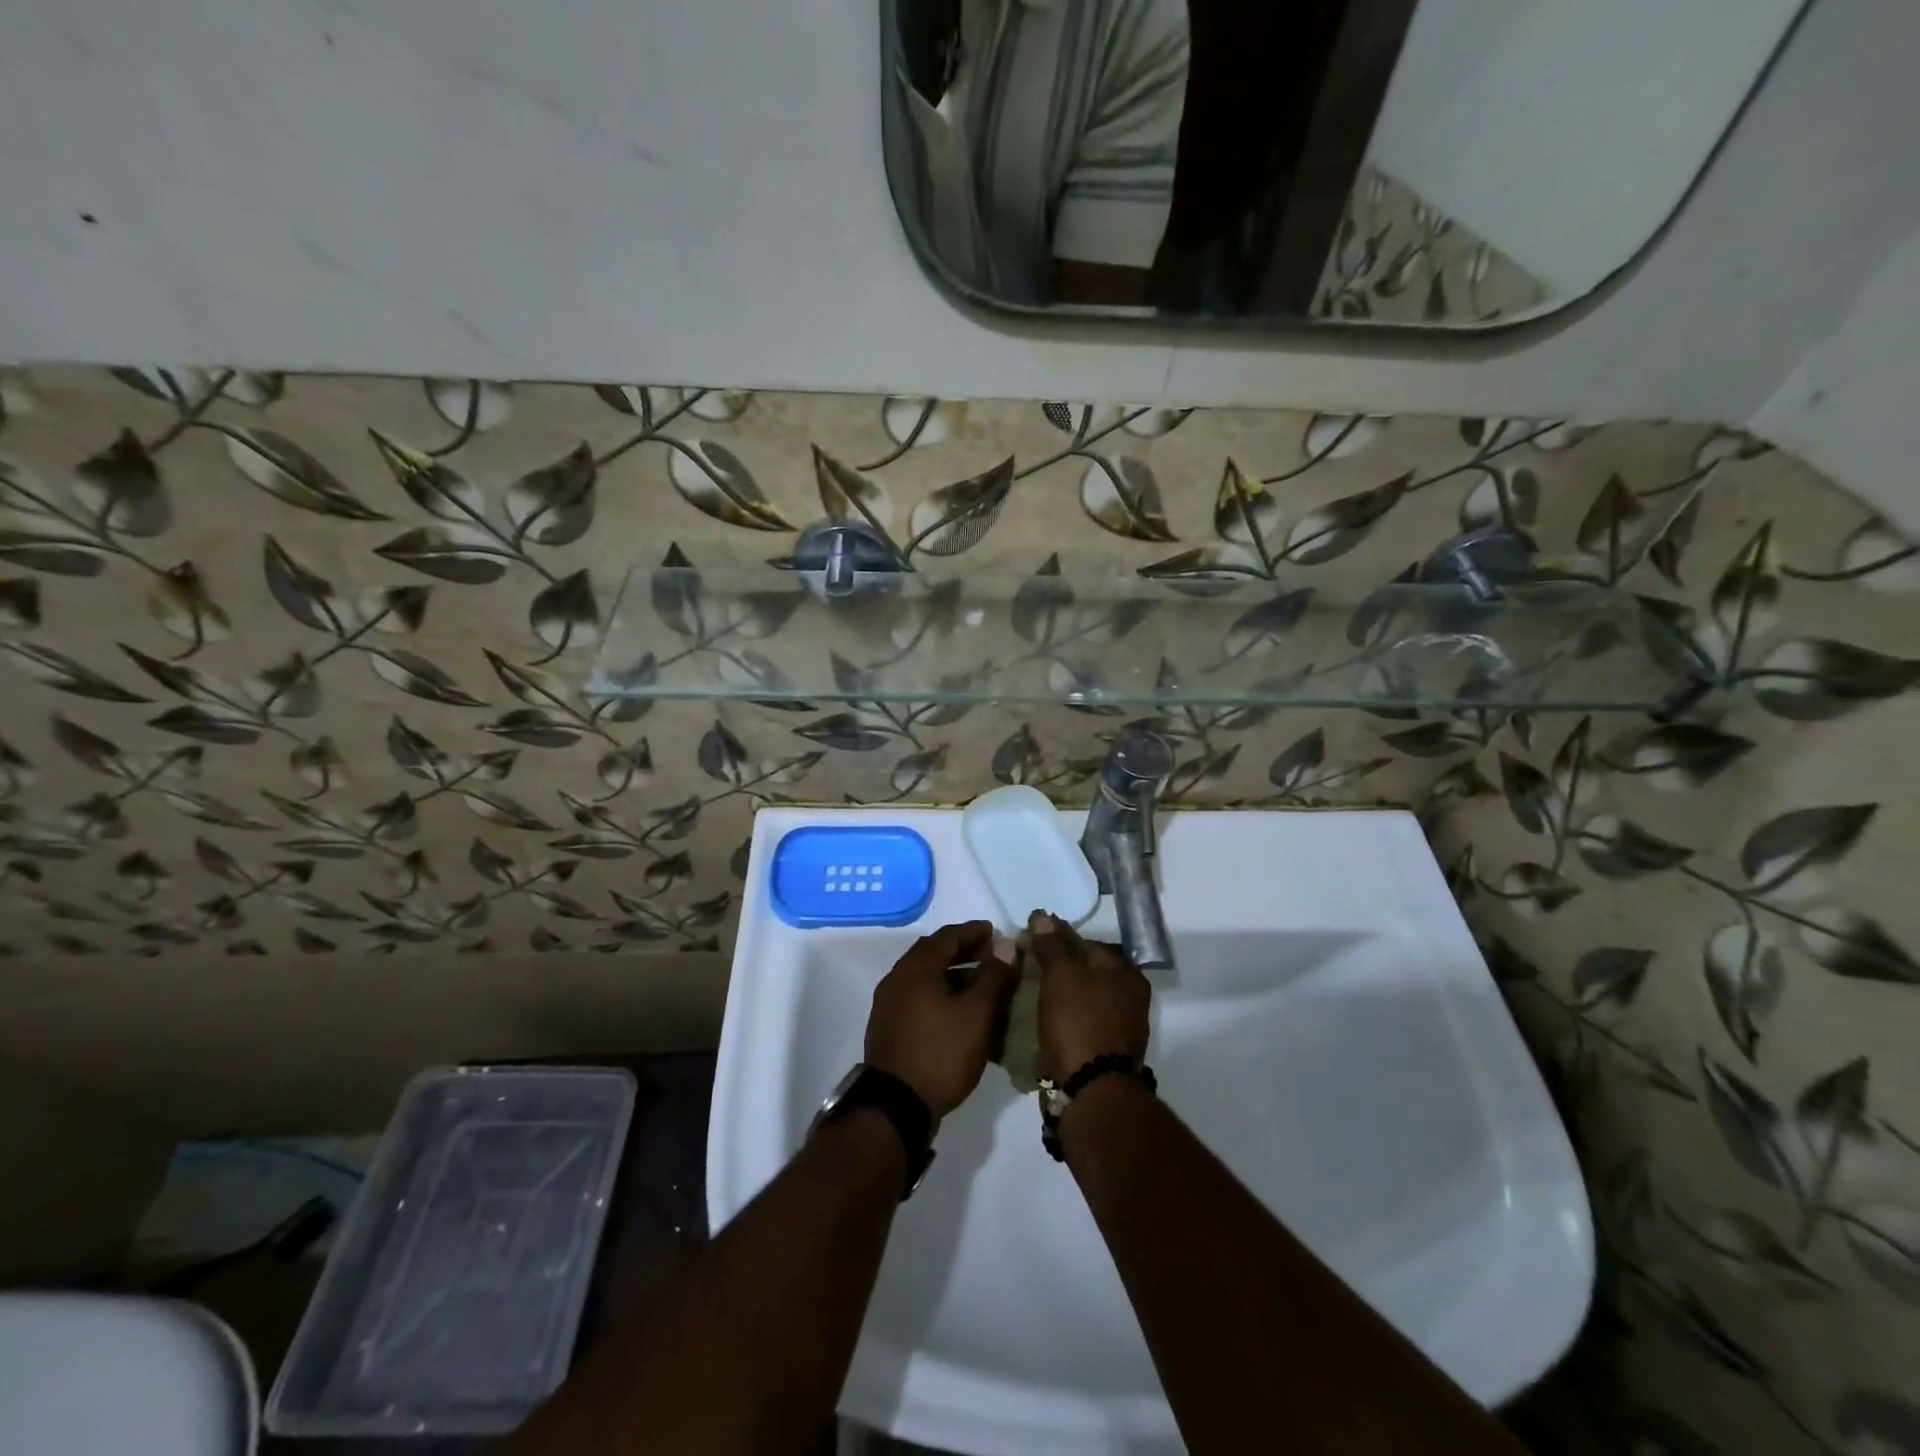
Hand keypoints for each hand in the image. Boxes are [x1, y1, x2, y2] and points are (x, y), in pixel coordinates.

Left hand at [866, 921, 1017, 1122]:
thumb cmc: (942, 1053)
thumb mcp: (977, 1014)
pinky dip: (939, 993)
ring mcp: (888, 1002)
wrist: (896, 1106)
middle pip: (933, 953)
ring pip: (925, 976)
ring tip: (980, 985)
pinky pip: (917, 996)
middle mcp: (898, 977)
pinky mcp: (887, 1025)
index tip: (997, 933)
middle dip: (963, 951)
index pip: (949, 935)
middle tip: (991, 957)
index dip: (975, 932)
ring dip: (952, 974)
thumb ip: (993, 976)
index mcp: (917, 967)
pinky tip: (957, 1011)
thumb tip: (1005, 944)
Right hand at [1028, 910, 1150, 1080]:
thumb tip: (1043, 915)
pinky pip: (1081, 1025)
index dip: (1058, 940)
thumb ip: (1052, 945)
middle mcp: (1131, 998)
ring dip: (1060, 996)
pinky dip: (1063, 1020)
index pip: (1088, 943)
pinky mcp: (1107, 1053)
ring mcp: (1121, 1028)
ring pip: (1084, 1000)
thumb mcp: (1061, 976)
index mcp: (1127, 974)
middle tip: (1027, 969)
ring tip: (1029, 995)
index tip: (1031, 942)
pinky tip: (1042, 1021)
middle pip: (1087, 973)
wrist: (1092, 1092)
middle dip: (1059, 970)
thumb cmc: (1079, 1022)